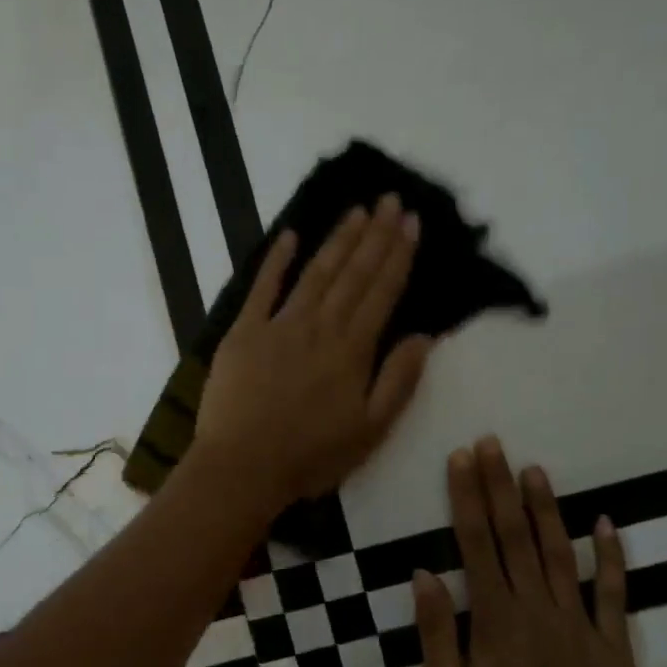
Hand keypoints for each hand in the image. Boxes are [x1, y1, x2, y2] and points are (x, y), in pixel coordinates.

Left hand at [195, 194, 432, 509]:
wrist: (242, 466)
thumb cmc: (309, 457)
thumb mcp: (370, 431)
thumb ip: (399, 381)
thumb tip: (425, 336)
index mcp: (352, 350)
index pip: (381, 292)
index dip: (398, 255)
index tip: (412, 222)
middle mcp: (319, 327)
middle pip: (352, 274)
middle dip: (374, 235)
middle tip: (390, 200)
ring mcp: (278, 325)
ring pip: (315, 273)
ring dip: (337, 240)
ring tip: (357, 211)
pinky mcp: (243, 332)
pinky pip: (262, 288)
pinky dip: (276, 261)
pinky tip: (290, 235)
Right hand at [417, 439, 634, 666]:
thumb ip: (436, 633)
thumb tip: (424, 573)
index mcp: (494, 622)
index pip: (475, 544)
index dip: (466, 497)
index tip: (461, 459)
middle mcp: (538, 612)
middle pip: (514, 537)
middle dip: (500, 486)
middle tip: (492, 444)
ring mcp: (580, 627)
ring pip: (560, 554)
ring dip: (546, 508)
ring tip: (534, 469)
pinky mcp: (613, 647)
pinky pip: (613, 593)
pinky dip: (610, 556)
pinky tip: (605, 523)